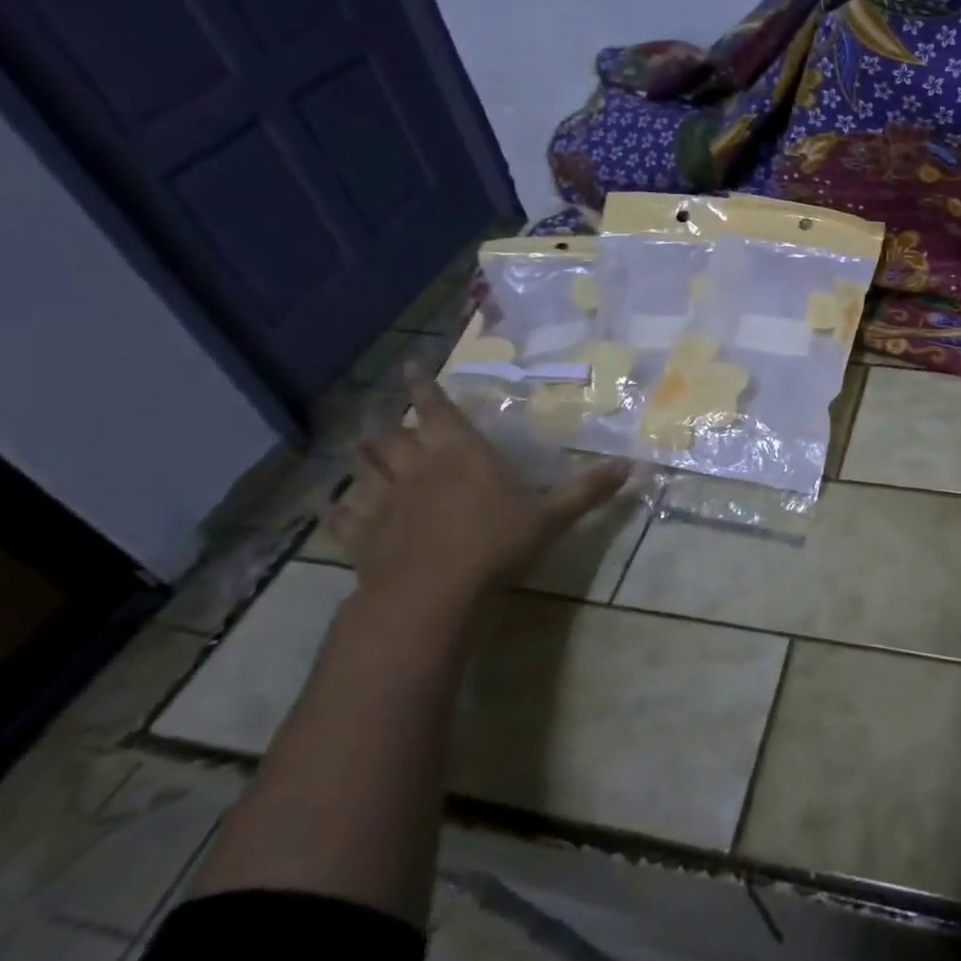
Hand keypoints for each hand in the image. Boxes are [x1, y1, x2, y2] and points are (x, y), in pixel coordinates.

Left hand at [324, 365, 630, 614]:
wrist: (431, 593)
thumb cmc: (495, 543)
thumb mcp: (552, 516)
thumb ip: (587, 490)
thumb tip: (632, 466)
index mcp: (460, 452)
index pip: (437, 407)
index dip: (424, 385)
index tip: (411, 366)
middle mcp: (417, 466)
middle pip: (391, 433)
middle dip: (388, 420)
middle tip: (387, 414)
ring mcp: (383, 500)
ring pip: (363, 466)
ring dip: (363, 454)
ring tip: (363, 446)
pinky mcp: (361, 535)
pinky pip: (340, 514)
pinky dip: (333, 507)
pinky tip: (329, 504)